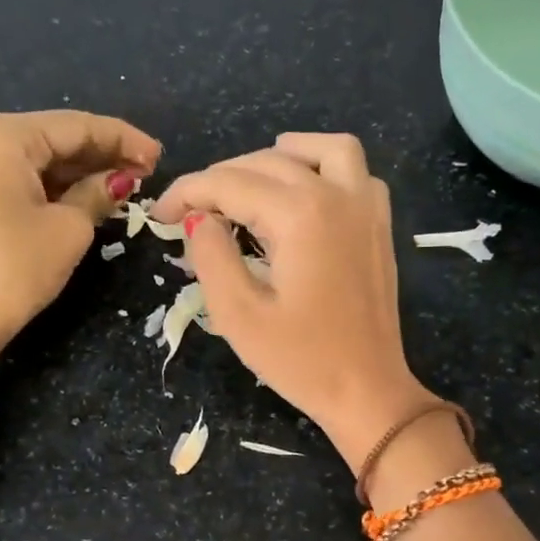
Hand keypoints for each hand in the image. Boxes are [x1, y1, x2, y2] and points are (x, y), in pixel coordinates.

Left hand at [0, 110, 160, 342]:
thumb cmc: (15, 267)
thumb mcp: (69, 228)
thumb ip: (97, 194)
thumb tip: (120, 180)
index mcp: (2, 135)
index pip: (76, 126)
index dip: (123, 139)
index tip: (159, 156)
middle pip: (55, 138)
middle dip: (103, 154)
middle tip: (147, 171)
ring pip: (40, 160)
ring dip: (82, 172)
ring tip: (126, 184)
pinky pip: (22, 179)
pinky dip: (57, 187)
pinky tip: (89, 195)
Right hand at [149, 132, 434, 467]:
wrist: (367, 390)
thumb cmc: (301, 361)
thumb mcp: (239, 316)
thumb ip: (211, 256)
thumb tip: (199, 218)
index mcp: (300, 215)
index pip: (230, 183)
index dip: (187, 192)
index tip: (160, 214)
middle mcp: (337, 196)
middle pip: (268, 162)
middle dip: (221, 178)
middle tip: (190, 212)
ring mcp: (366, 209)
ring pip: (324, 150)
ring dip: (281, 154)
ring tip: (248, 179)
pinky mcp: (380, 227)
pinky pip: (357, 173)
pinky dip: (327, 168)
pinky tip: (306, 192)